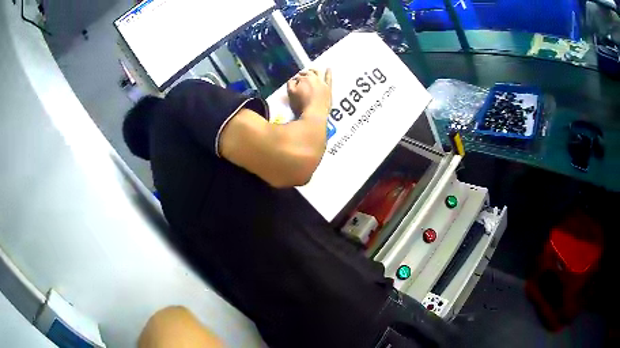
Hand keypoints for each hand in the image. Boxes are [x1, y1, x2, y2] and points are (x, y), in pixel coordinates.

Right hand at [287, 68, 331, 117]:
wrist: (315, 114)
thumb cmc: (301, 105)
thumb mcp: (291, 94)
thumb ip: (290, 84)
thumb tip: (293, 80)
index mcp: (303, 79)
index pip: (298, 77)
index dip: (295, 79)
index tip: (294, 82)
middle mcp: (313, 78)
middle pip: (307, 73)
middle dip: (303, 73)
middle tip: (300, 74)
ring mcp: (322, 82)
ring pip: (318, 73)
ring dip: (314, 70)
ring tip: (312, 70)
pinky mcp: (328, 88)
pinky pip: (329, 78)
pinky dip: (328, 73)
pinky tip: (329, 69)